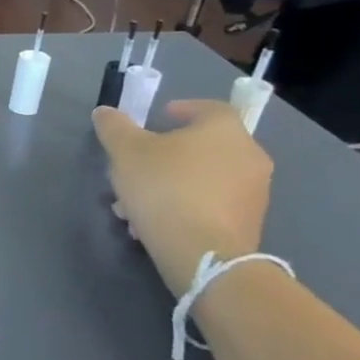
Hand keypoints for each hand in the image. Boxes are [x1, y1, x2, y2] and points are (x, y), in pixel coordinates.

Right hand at [91, 100, 271, 292]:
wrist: (201, 252)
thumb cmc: (164, 187)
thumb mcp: (125, 151)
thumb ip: (114, 127)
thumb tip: (105, 112)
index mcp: (225, 131)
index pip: (209, 108)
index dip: (183, 109)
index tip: (159, 117)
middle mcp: (248, 156)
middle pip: (202, 146)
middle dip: (165, 154)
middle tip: (135, 165)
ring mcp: (253, 192)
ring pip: (202, 178)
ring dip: (169, 183)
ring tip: (134, 202)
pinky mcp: (248, 224)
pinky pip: (209, 204)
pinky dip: (183, 206)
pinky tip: (152, 222)